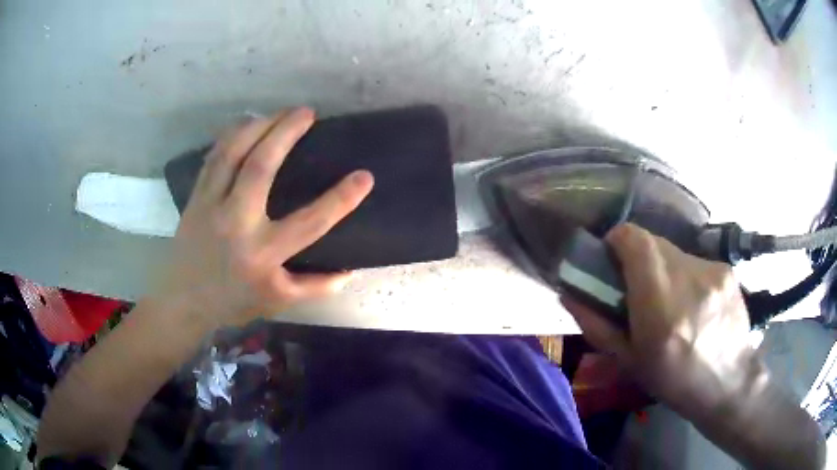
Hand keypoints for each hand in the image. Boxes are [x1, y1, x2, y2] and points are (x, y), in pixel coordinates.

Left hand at [157, 107, 373, 326]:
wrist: (183, 300)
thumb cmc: (232, 301)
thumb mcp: (276, 300)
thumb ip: (313, 287)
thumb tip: (348, 272)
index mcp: (263, 254)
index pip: (309, 223)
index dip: (340, 199)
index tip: (364, 176)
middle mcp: (237, 222)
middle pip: (261, 166)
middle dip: (286, 132)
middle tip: (307, 112)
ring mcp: (212, 205)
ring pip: (233, 152)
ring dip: (258, 125)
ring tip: (278, 112)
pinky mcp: (197, 196)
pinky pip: (214, 156)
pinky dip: (231, 135)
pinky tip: (246, 124)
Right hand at [562, 223, 754, 411]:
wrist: (728, 382)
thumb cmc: (674, 380)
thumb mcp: (629, 361)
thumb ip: (597, 325)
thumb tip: (568, 295)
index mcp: (659, 305)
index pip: (634, 239)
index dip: (618, 241)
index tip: (613, 261)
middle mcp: (687, 278)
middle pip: (653, 242)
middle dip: (640, 260)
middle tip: (640, 291)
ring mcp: (711, 270)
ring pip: (675, 252)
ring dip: (665, 270)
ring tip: (672, 303)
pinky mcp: (726, 269)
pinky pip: (695, 262)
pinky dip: (687, 276)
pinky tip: (695, 305)